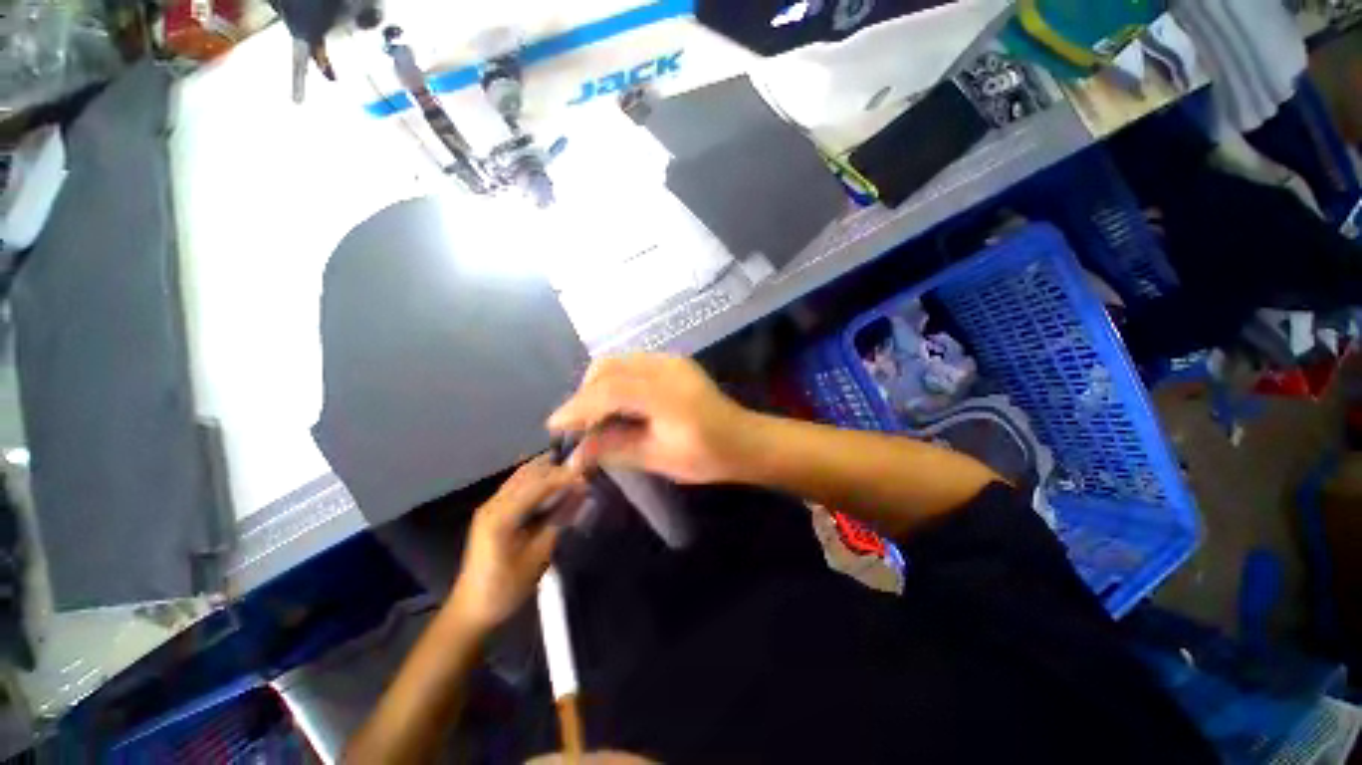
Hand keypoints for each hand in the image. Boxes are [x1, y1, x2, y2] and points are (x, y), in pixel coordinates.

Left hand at [447, 456, 580, 632]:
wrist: (471, 610)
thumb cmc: (506, 588)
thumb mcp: (537, 557)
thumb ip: (559, 521)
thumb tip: (581, 494)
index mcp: (501, 517)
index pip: (538, 485)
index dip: (564, 476)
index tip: (588, 474)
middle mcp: (493, 504)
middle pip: (529, 474)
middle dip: (557, 468)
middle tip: (584, 471)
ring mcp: (490, 505)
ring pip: (522, 475)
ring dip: (548, 470)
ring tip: (573, 471)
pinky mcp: (492, 510)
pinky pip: (517, 484)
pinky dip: (537, 477)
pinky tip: (552, 480)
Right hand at [547, 354, 760, 483]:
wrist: (743, 440)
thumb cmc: (706, 456)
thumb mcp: (657, 458)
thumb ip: (613, 448)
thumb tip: (574, 454)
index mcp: (666, 394)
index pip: (609, 391)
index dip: (578, 406)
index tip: (555, 425)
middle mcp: (666, 367)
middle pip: (609, 367)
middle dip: (585, 393)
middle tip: (579, 424)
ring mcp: (671, 360)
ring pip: (618, 361)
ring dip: (599, 385)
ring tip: (596, 415)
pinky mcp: (673, 361)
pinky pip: (632, 363)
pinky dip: (615, 380)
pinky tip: (617, 403)